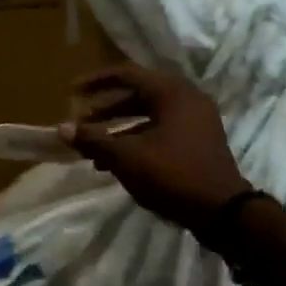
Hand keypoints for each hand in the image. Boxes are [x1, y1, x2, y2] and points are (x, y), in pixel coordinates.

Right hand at [59, 64, 250, 230]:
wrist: (223, 212)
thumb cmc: (174, 176)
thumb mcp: (128, 158)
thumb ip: (94, 140)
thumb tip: (62, 129)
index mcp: (171, 92)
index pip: (126, 73)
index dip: (95, 81)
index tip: (71, 91)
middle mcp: (186, 98)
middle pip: (137, 94)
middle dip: (105, 110)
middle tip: (80, 123)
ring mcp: (196, 120)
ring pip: (148, 115)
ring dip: (118, 129)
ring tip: (92, 150)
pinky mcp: (198, 141)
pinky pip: (161, 130)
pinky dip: (137, 140)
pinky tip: (116, 163)